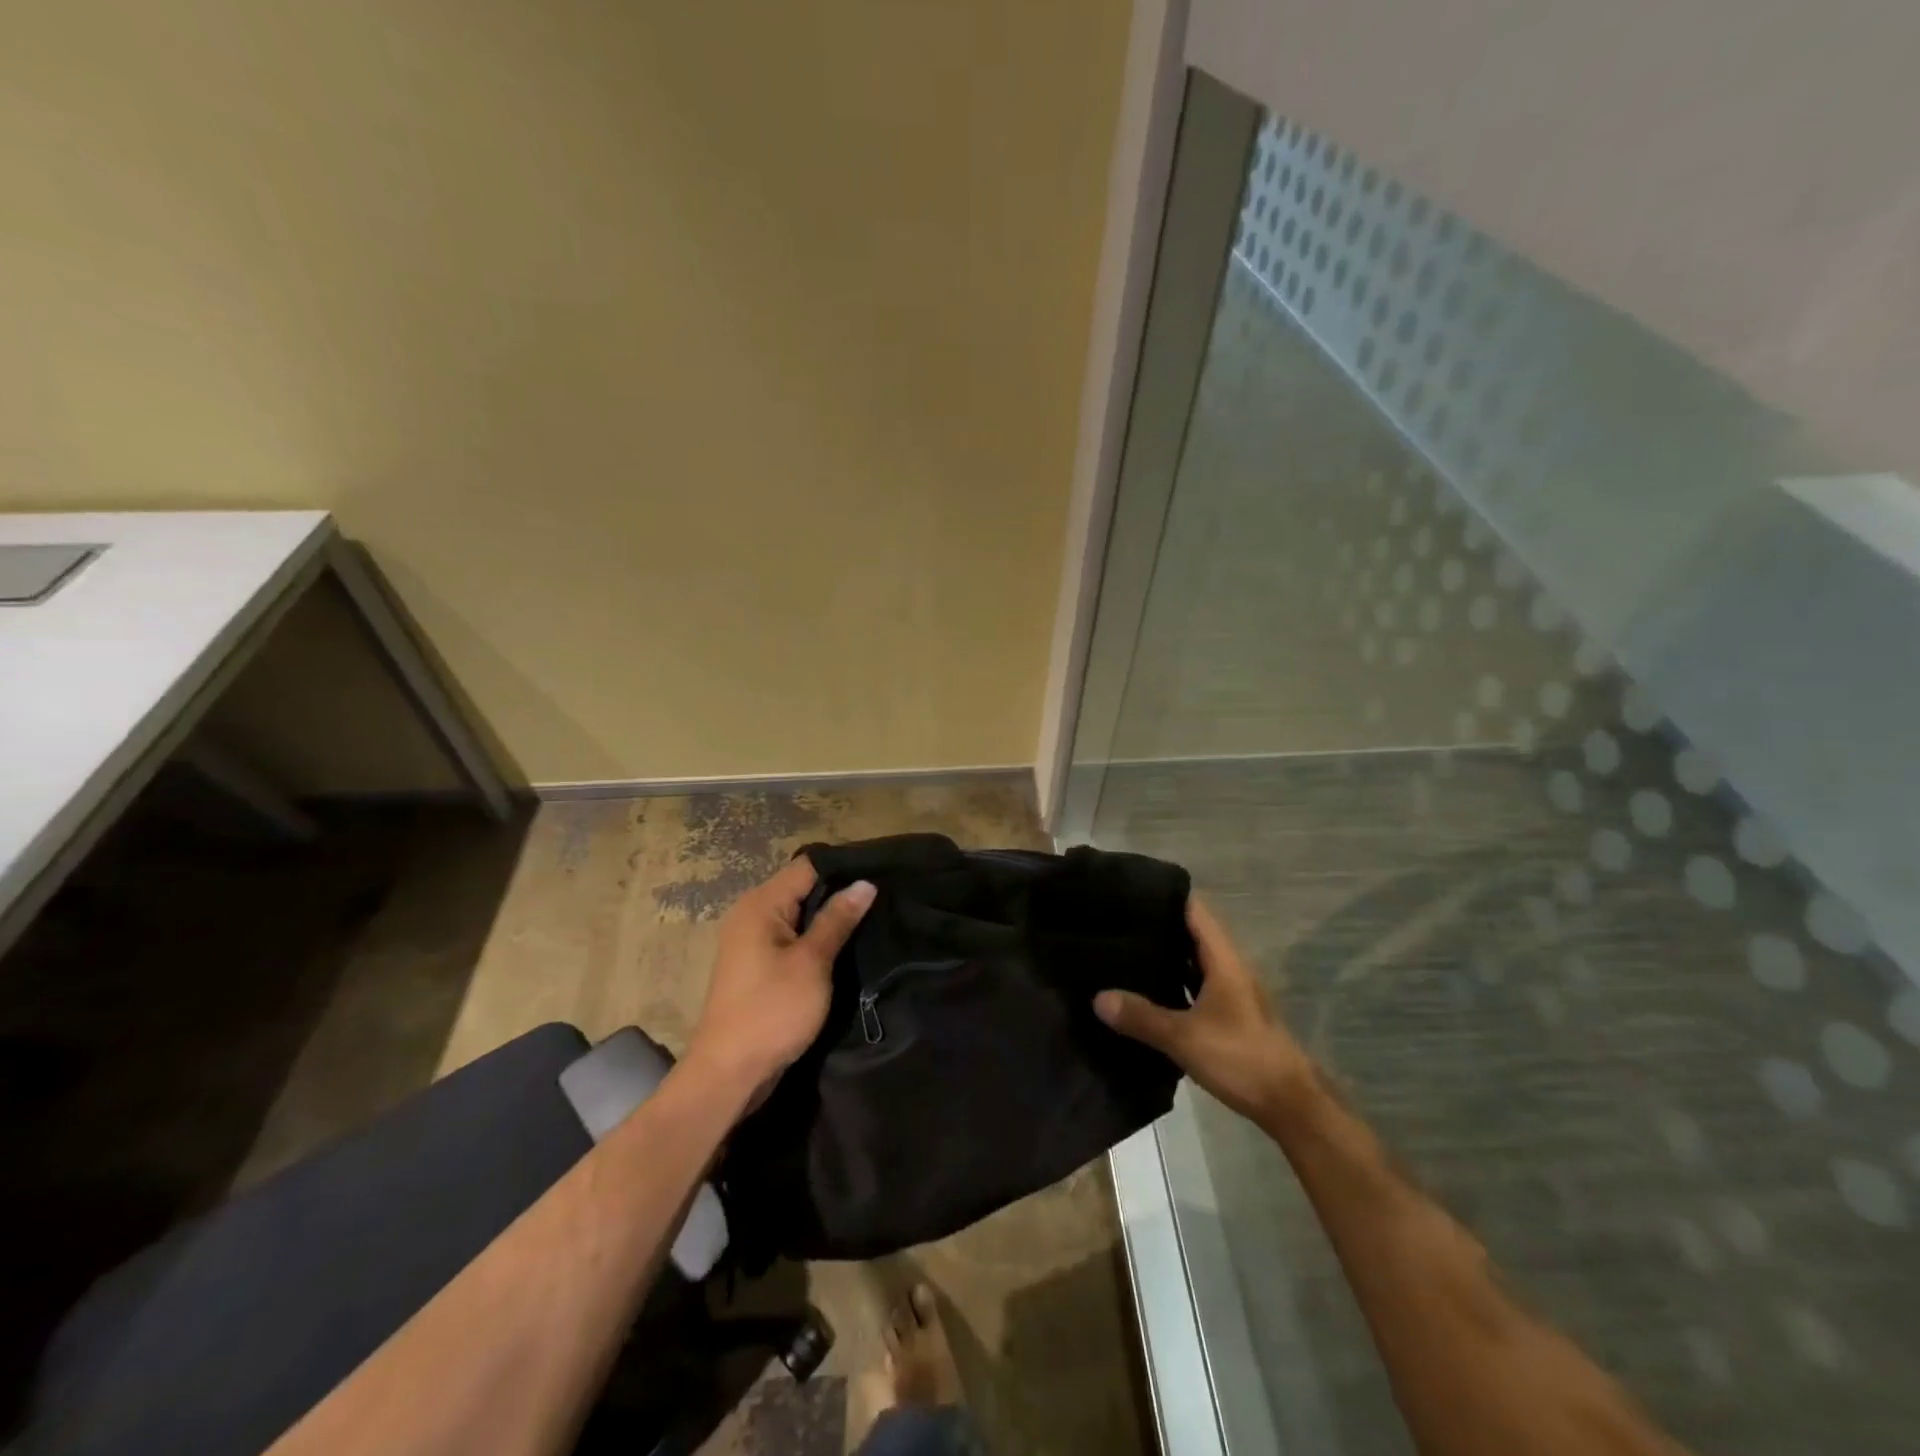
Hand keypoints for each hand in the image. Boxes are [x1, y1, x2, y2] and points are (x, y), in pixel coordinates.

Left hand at [687, 859, 874, 1100]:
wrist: (728, 1074)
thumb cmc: (771, 1011)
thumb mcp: (812, 963)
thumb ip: (837, 920)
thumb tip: (865, 883)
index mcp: (760, 904)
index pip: (807, 866)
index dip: (843, 868)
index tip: (881, 874)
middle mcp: (751, 914)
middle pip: (802, 888)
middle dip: (839, 893)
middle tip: (882, 900)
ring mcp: (751, 941)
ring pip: (798, 915)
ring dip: (829, 919)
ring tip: (871, 919)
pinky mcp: (757, 966)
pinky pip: (791, 938)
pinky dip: (815, 940)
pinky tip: (844, 947)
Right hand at [1094, 896, 1315, 1126]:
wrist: (1290, 1104)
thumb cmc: (1241, 1058)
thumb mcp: (1184, 1037)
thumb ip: (1141, 1016)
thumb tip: (1097, 997)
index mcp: (1223, 959)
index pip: (1194, 909)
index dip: (1165, 895)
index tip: (1130, 889)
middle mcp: (1229, 967)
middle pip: (1191, 932)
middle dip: (1158, 924)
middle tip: (1116, 920)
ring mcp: (1231, 991)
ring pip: (1193, 960)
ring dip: (1165, 954)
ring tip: (1123, 949)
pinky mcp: (1229, 1015)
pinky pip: (1195, 985)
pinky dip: (1173, 981)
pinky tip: (1147, 990)